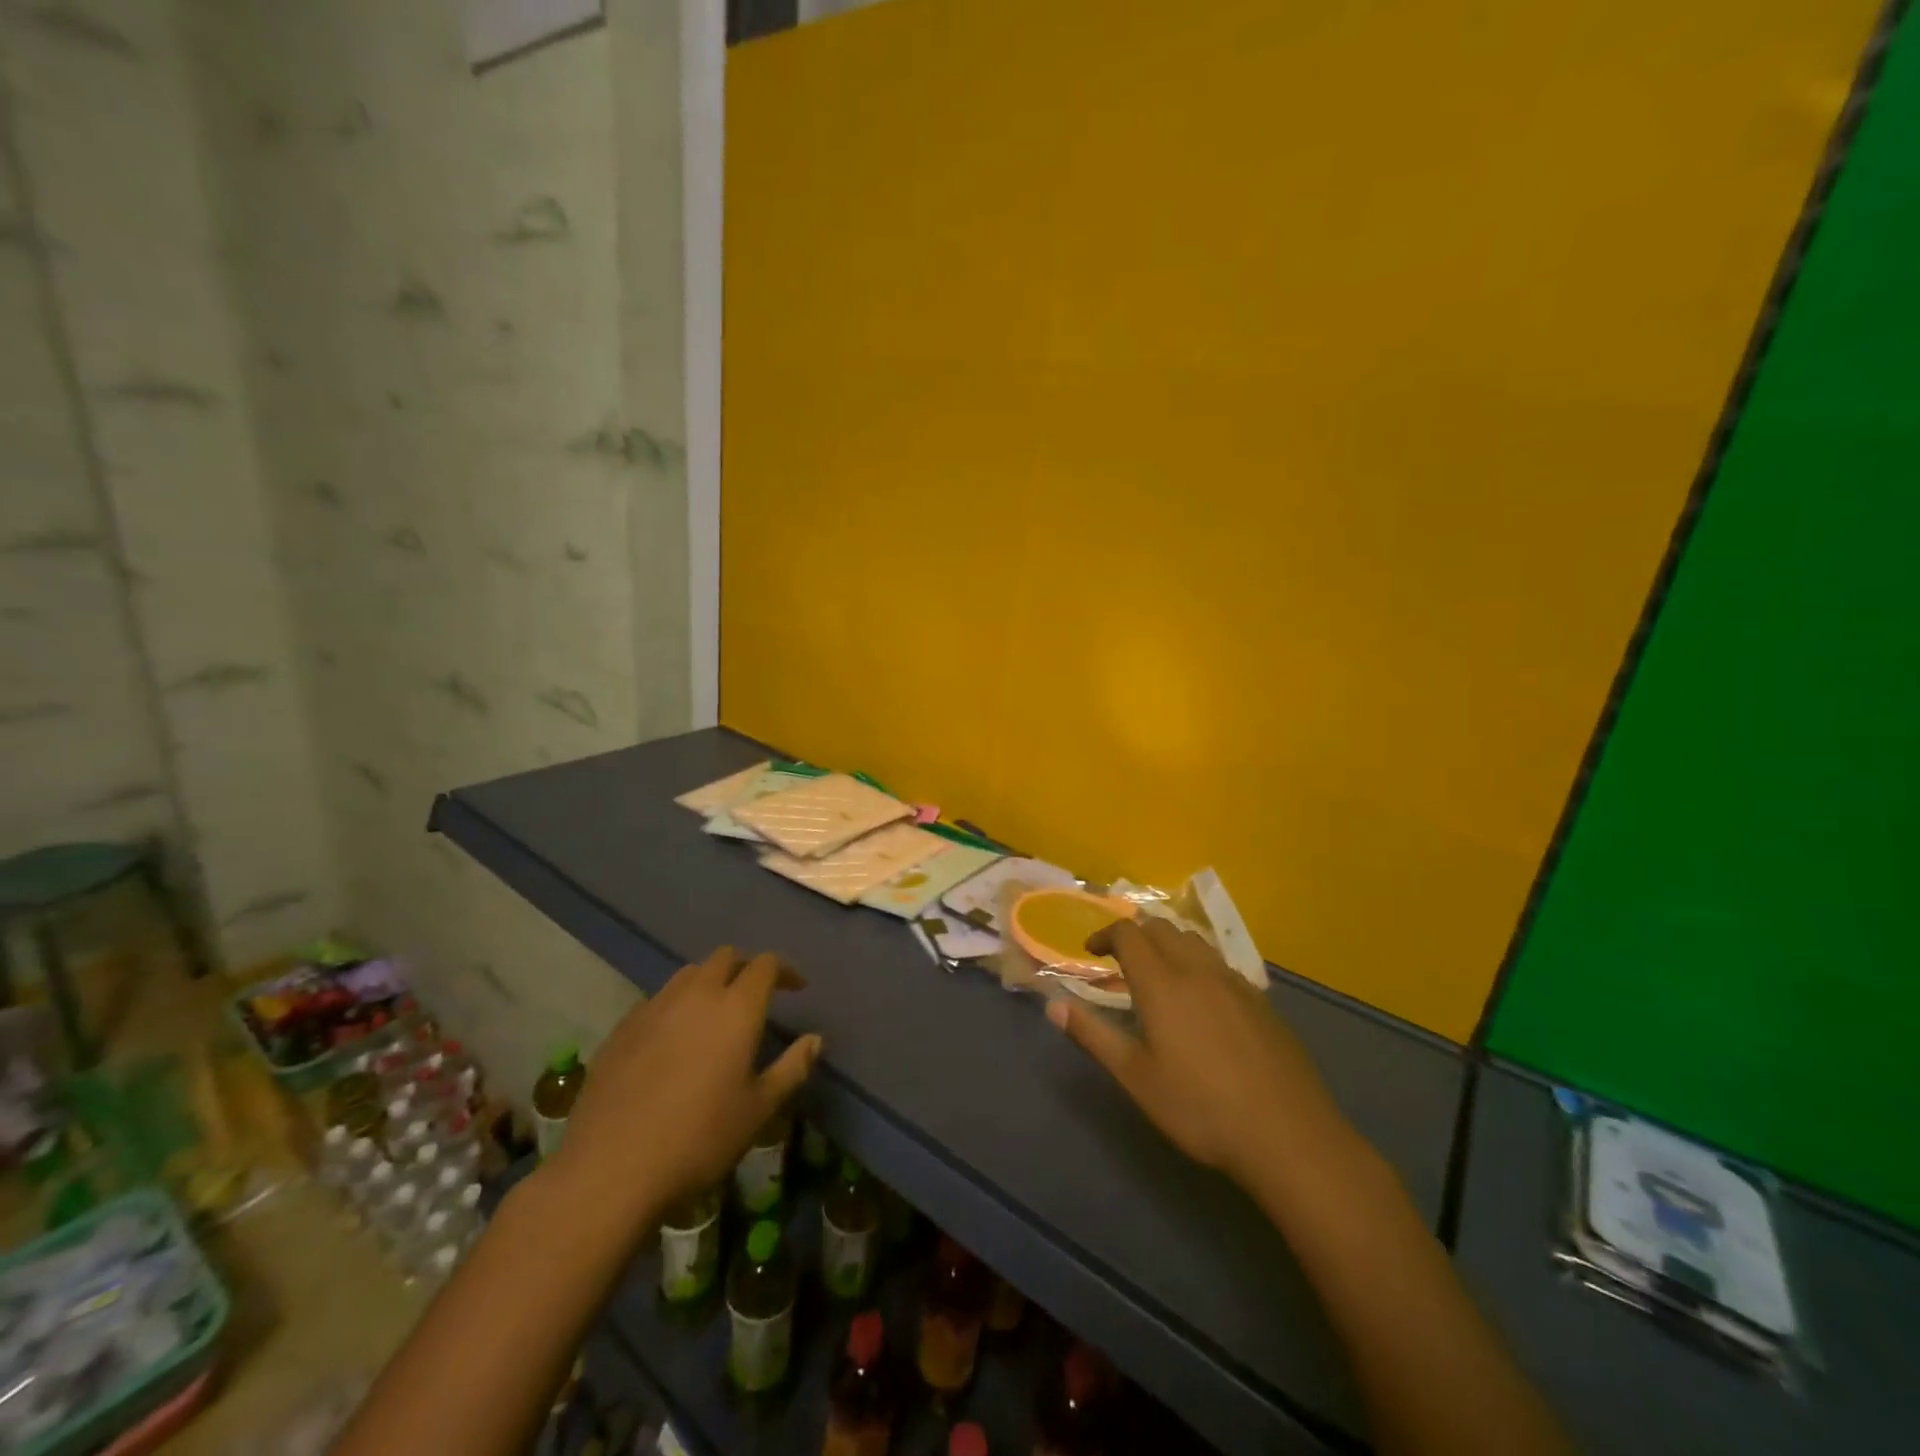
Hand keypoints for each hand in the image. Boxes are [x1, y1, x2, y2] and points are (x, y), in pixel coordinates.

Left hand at [544, 946, 820, 1228]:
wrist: (610, 1169)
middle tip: (757, 993)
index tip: (797, 988)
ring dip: (709, 981)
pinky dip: (676, 1005)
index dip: (785, 970)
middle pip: (725, 957)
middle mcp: (696, 995)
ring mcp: (654, 1008)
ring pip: (688, 974)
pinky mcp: (621, 1029)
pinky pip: (657, 1000)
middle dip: (746, 967)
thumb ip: (791, 1068)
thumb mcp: (759, 1110)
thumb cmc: (699, 1139)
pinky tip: (673, 1038)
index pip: (765, 965)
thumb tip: (815, 1039)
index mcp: (736, 1008)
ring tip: (715, 1011)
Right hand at [1047, 918, 1351, 1187]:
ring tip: (1157, 973)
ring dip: (1167, 944)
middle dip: (1135, 934)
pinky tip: (1200, 1000)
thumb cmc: (1200, 1108)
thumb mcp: (1136, 1077)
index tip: (1090, 951)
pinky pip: (1219, 963)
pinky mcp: (1259, 1000)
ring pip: (1193, 941)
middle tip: (1119, 960)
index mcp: (1162, 983)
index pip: (1128, 933)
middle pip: (1161, 927)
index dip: (1104, 934)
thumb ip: (1092, 1035)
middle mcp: (1197, 969)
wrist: (1287, 1134)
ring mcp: (1234, 982)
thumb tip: (1052, 1004)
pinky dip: (1197, 963)